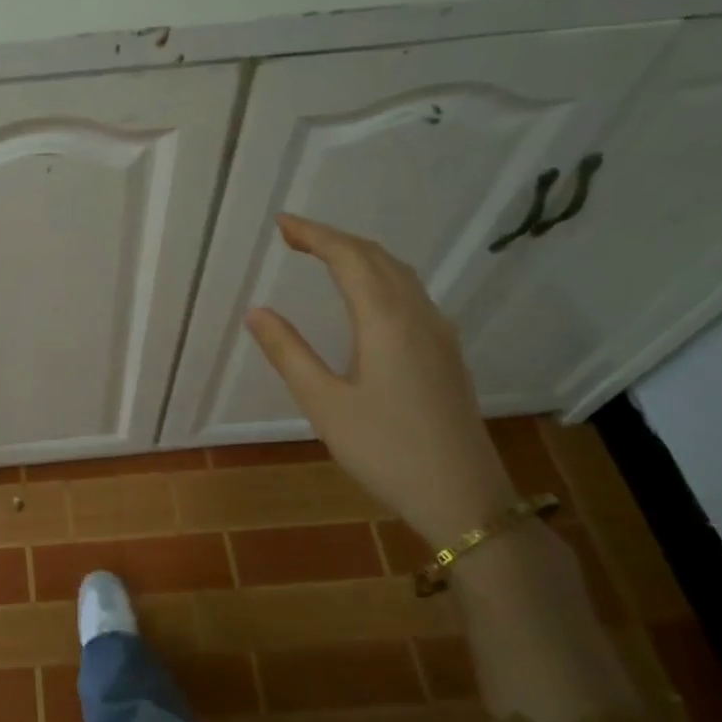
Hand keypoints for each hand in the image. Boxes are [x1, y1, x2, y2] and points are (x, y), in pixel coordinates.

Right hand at [245, 215, 515, 545]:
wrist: (465, 498)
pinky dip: (380, 276)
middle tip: (293, 235)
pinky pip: (411, 293)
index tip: (281, 223)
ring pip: (399, 273)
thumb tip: (256, 311)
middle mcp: (418, 316)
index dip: (314, 234)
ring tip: (324, 255)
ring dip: (360, 255)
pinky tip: (367, 296)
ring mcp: (439, 334)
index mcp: (386, 321)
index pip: (349, 258)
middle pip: (377, 258)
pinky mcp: (447, 354)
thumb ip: (289, 353)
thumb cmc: (386, 451)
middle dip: (334, 239)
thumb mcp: (324, 404)